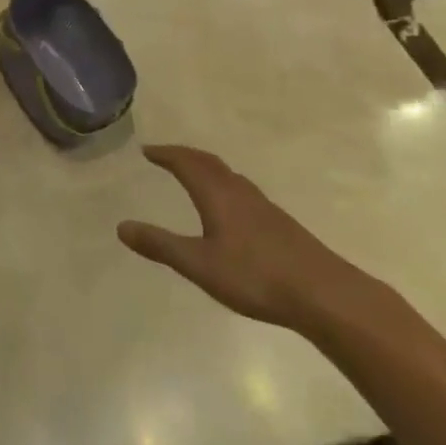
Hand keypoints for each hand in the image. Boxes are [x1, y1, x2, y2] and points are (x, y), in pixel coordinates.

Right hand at [118, 144, 372, 329]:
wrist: (324, 294)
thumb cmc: (256, 276)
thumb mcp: (199, 264)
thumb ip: (161, 245)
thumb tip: (121, 226)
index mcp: (217, 194)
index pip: (186, 162)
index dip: (165, 154)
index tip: (147, 150)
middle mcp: (239, 191)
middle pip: (209, 162)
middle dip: (185, 155)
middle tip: (166, 156)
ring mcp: (263, 206)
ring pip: (228, 175)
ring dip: (207, 168)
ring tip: (194, 175)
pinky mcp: (279, 223)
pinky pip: (242, 190)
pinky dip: (225, 185)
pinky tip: (230, 208)